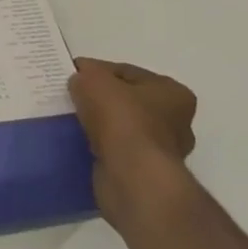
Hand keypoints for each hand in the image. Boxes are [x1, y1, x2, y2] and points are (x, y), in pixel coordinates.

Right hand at [69, 58, 197, 226]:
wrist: (132, 177)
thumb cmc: (122, 119)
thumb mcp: (95, 80)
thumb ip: (86, 74)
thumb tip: (79, 80)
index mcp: (173, 93)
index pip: (127, 73)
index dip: (97, 71)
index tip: (72, 75)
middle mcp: (176, 122)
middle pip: (127, 101)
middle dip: (100, 100)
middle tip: (71, 98)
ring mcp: (162, 152)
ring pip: (121, 128)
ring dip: (99, 126)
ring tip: (71, 121)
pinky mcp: (145, 174)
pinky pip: (116, 152)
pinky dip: (99, 147)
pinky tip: (78, 142)